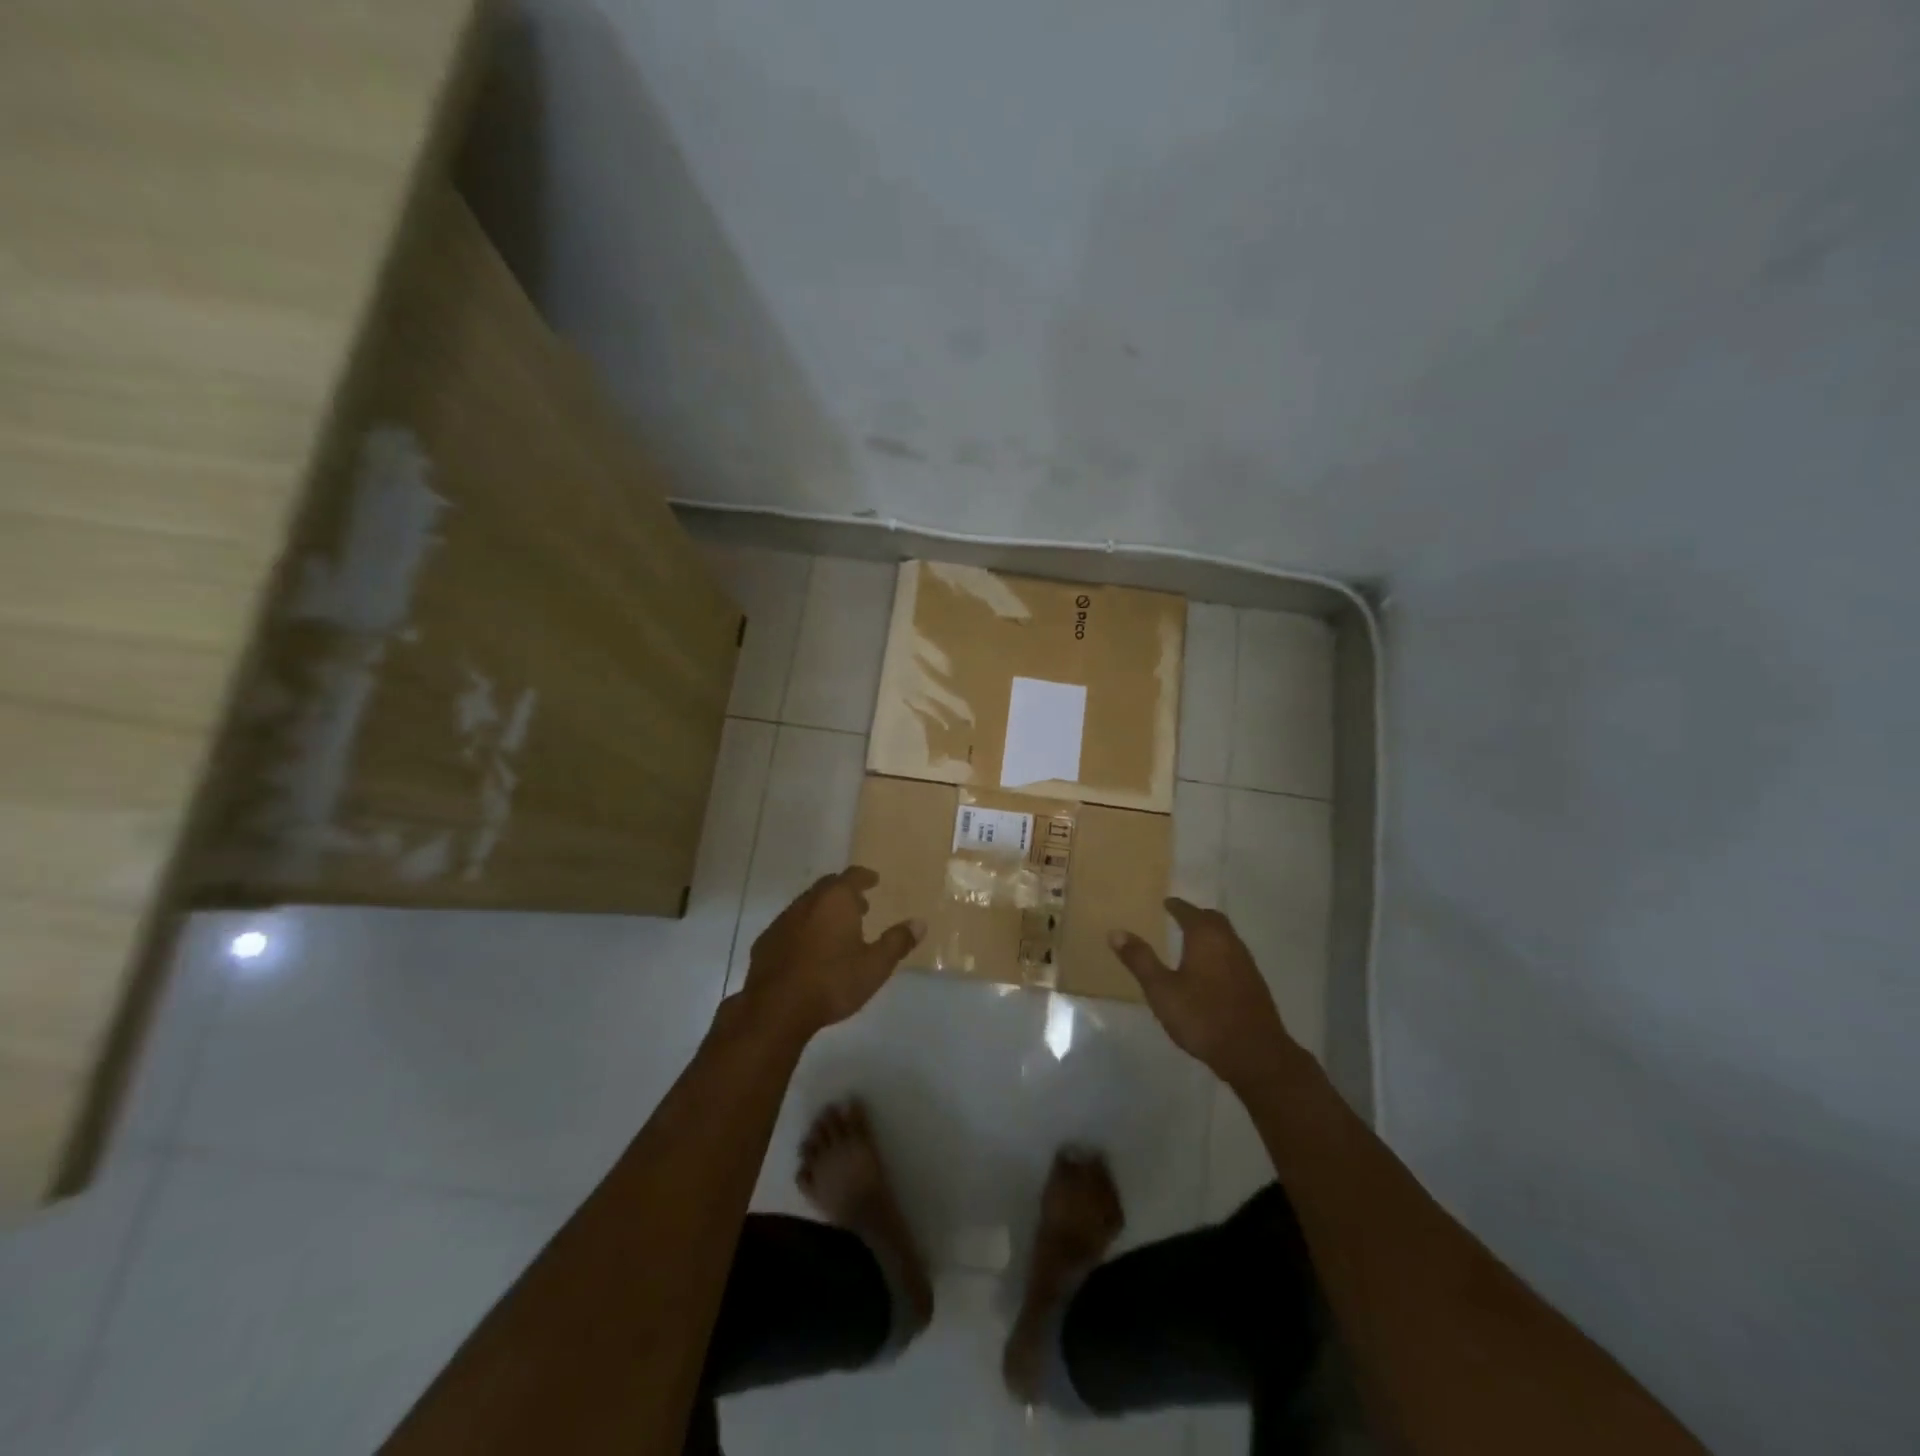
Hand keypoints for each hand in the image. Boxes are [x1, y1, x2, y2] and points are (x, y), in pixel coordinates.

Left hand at [743, 867, 923, 1038]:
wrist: (776, 1008)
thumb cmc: (832, 982)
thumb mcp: (875, 966)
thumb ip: (897, 942)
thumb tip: (919, 923)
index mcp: (836, 900)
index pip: (852, 876)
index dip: (865, 876)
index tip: (873, 880)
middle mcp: (807, 902)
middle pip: (828, 887)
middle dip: (844, 892)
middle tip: (860, 906)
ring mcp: (782, 921)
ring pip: (807, 905)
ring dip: (823, 911)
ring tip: (836, 929)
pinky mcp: (765, 941)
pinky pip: (790, 925)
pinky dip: (804, 929)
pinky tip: (808, 950)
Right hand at [1109, 898, 1302, 1088]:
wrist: (1255, 1054)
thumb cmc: (1202, 1016)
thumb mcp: (1162, 990)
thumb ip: (1140, 960)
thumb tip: (1116, 932)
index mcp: (1206, 937)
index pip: (1189, 911)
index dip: (1175, 906)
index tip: (1165, 903)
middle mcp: (1229, 943)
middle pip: (1213, 920)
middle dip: (1196, 916)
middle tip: (1179, 918)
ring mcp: (1246, 964)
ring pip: (1226, 938)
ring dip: (1209, 935)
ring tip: (1191, 943)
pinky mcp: (1255, 985)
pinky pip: (1233, 957)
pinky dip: (1219, 954)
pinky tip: (1210, 973)